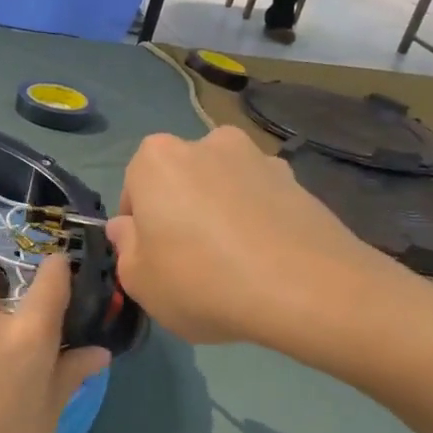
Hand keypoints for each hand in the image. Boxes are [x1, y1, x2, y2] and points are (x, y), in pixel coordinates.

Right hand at [105, 126, 410, 347]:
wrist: (308, 289)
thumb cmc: (203, 282)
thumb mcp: (140, 281)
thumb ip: (125, 248)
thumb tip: (128, 228)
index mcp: (157, 158)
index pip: (134, 190)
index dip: (140, 229)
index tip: (154, 261)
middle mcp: (206, 143)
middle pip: (180, 182)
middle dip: (182, 213)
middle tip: (193, 263)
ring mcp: (257, 158)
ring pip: (223, 188)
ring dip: (221, 214)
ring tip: (236, 265)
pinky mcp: (298, 180)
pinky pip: (261, 201)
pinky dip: (258, 221)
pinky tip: (267, 261)